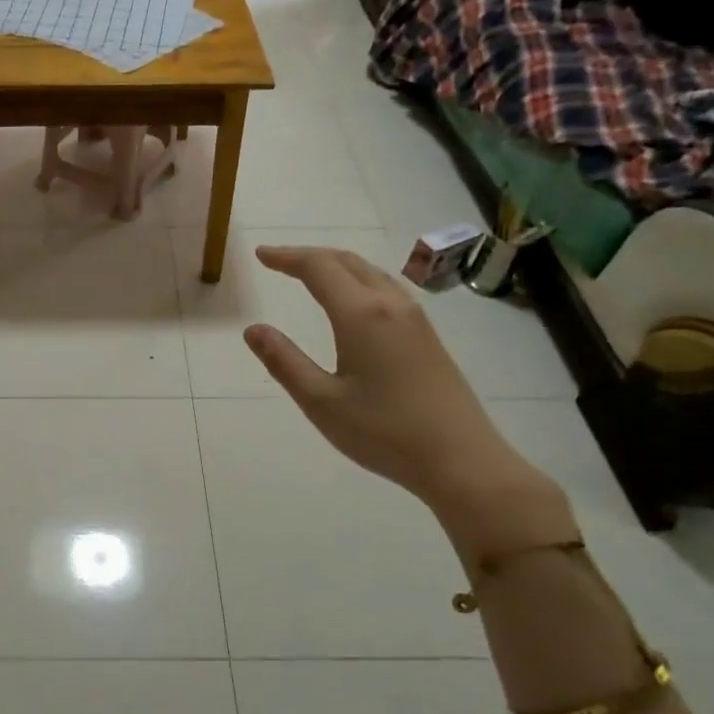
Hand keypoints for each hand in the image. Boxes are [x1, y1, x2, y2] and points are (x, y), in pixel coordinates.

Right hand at [242, 246, 548, 515]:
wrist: (459, 458)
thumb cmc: (383, 432)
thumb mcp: (321, 401)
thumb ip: (284, 362)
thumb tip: (253, 330)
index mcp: (361, 315)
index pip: (318, 269)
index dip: (286, 258)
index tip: (260, 255)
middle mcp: (391, 305)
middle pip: (347, 262)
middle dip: (309, 256)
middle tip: (278, 261)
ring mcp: (415, 319)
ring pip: (371, 274)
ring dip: (337, 266)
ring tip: (310, 275)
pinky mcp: (428, 337)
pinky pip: (387, 290)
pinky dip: (358, 282)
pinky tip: (353, 302)